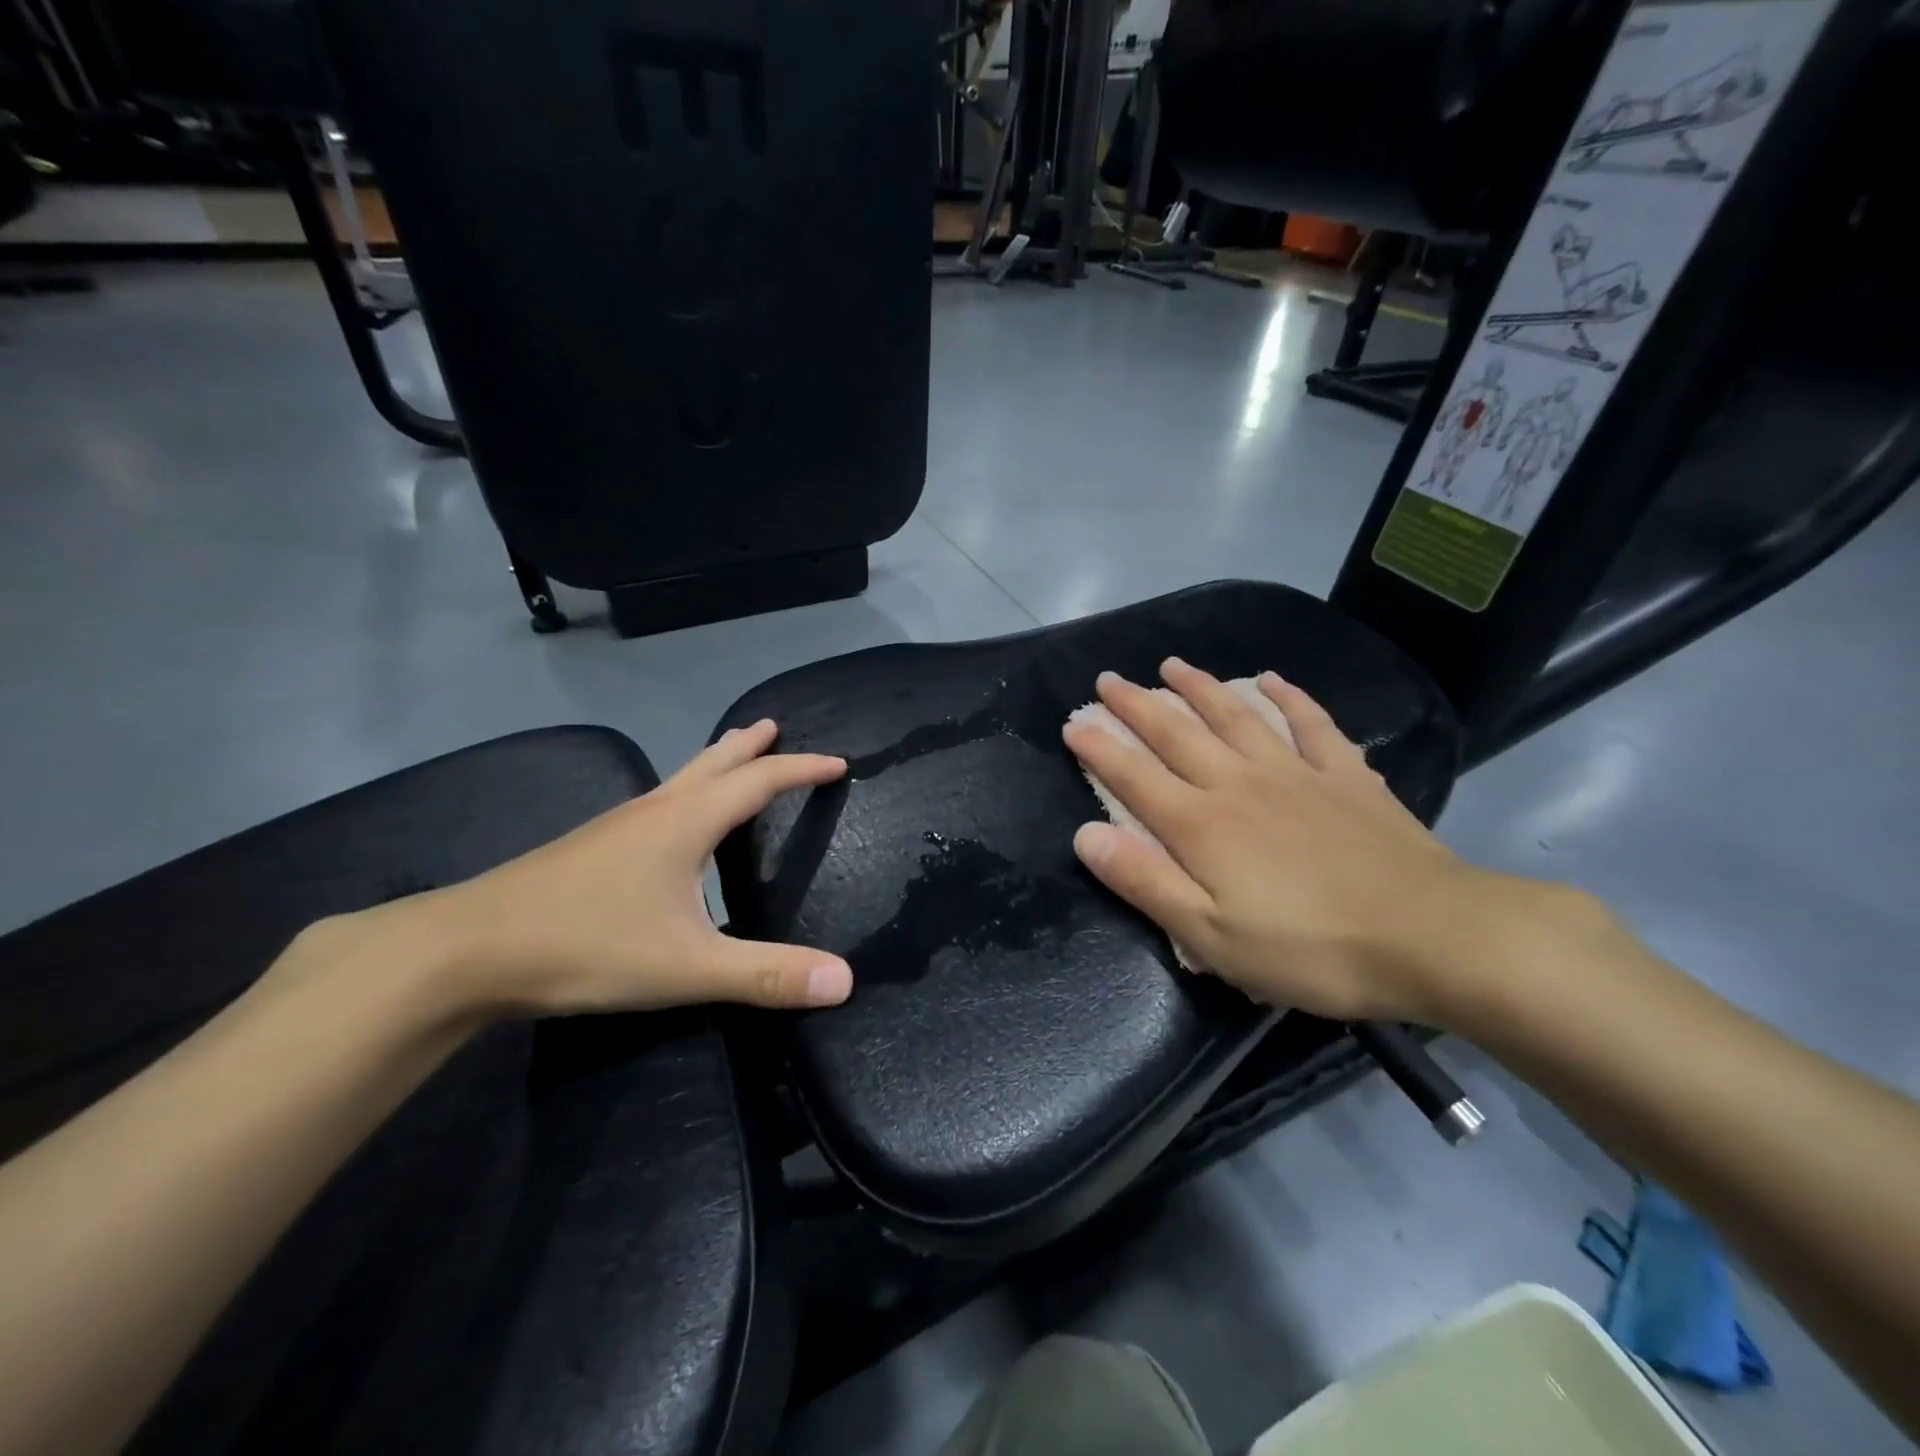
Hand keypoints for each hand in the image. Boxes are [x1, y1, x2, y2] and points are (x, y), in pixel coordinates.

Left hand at [302, 721, 853, 1019]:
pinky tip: (670, 821)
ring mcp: (617, 826)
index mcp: (686, 823)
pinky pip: (655, 802)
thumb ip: (766, 975)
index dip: (802, 770)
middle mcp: (655, 811)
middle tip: (774, 726)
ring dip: (714, 763)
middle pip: (714, 762)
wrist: (465, 951)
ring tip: (731, 756)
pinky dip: (684, 792)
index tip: (838, 764)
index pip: (760, 781)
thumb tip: (844, 980)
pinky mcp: (591, 848)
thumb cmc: (586, 946)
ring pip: (679, 779)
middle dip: (750, 746)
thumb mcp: (687, 967)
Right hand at [1061, 659, 1526, 1023]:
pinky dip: (1289, 699)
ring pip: (1236, 717)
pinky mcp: (1345, 777)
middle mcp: (1239, 784)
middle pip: (1177, 734)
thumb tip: (1085, 836)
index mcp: (1201, 825)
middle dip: (1136, 705)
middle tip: (1107, 679)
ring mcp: (1295, 773)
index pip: (1134, 777)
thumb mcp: (1211, 937)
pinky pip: (1311, 725)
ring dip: (1200, 688)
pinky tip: (1271, 681)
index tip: (1072, 723)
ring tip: (1172, 665)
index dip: (1099, 749)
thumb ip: (1144, 882)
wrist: (1430, 936)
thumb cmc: (1309, 949)